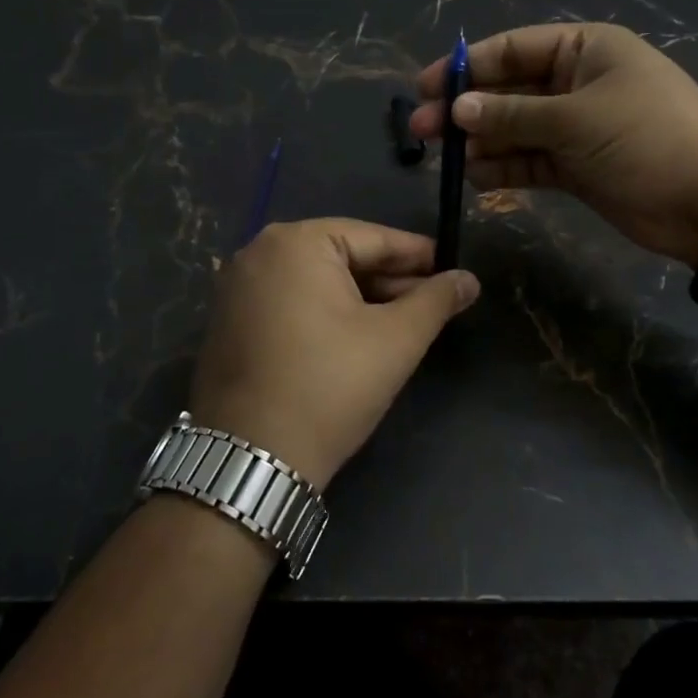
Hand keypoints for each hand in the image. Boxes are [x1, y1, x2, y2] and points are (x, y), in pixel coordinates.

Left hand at [189, 218, 479, 486]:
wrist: (251, 460)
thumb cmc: (329, 386)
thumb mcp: (395, 340)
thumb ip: (436, 301)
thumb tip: (469, 279)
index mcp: (296, 242)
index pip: (373, 238)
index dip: (419, 255)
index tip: (454, 269)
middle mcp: (259, 251)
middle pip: (342, 256)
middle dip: (390, 280)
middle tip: (435, 301)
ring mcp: (238, 286)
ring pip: (316, 280)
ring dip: (361, 297)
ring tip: (404, 320)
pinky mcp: (229, 320)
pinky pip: (290, 301)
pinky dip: (326, 311)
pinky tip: (357, 334)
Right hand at [410, 23, 697, 264]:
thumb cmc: (647, 139)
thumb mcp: (576, 119)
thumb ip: (512, 114)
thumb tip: (456, 108)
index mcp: (585, 50)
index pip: (513, 49)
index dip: (466, 67)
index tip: (424, 86)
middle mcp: (577, 83)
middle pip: (509, 90)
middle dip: (466, 108)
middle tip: (421, 128)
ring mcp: (577, 126)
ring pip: (515, 128)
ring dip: (481, 141)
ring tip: (445, 158)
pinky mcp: (578, 166)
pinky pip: (530, 160)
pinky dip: (504, 167)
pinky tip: (475, 177)